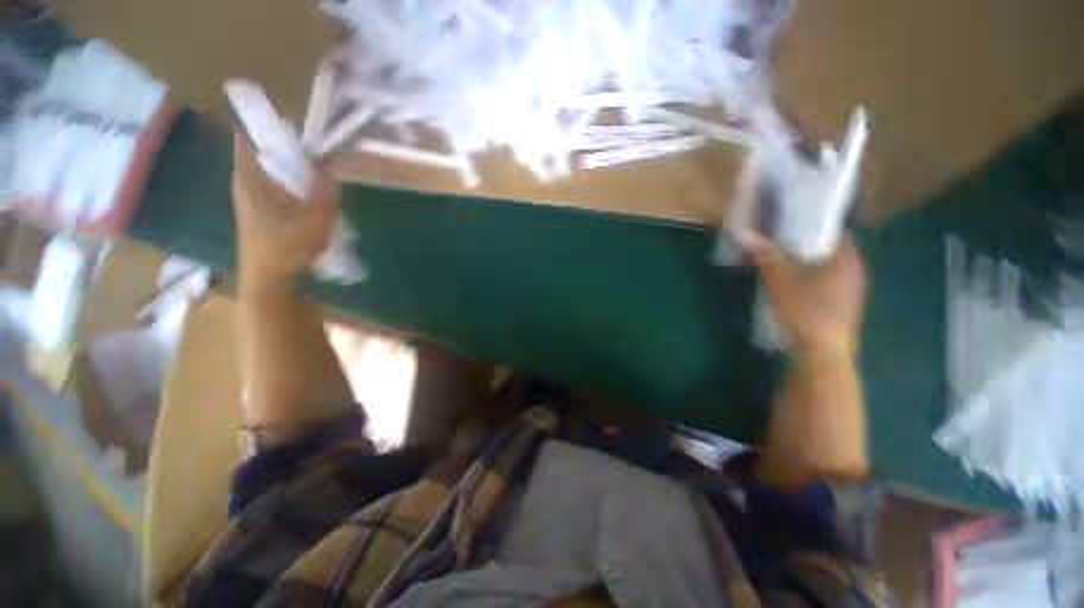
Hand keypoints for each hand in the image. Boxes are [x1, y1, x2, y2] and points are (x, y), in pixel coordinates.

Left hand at [232, 134, 338, 290]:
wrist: (270, 280)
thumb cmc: (285, 250)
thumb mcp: (313, 222)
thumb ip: (325, 195)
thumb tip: (333, 170)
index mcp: (250, 181)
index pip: (251, 140)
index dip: (269, 126)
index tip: (296, 123)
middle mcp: (248, 185)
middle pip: (266, 155)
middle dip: (290, 149)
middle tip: (318, 149)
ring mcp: (255, 200)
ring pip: (274, 173)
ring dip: (294, 170)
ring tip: (321, 171)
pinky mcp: (264, 213)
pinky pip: (280, 189)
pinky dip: (295, 186)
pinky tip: (313, 196)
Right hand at [740, 231, 865, 354]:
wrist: (822, 350)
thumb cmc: (806, 308)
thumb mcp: (780, 278)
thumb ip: (765, 254)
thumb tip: (743, 232)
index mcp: (847, 257)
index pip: (833, 230)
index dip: (811, 224)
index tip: (789, 224)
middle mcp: (855, 270)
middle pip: (830, 249)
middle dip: (805, 245)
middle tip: (779, 243)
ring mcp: (852, 290)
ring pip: (828, 268)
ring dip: (807, 263)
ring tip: (782, 263)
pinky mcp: (844, 306)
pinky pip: (828, 283)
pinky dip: (812, 279)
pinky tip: (794, 286)